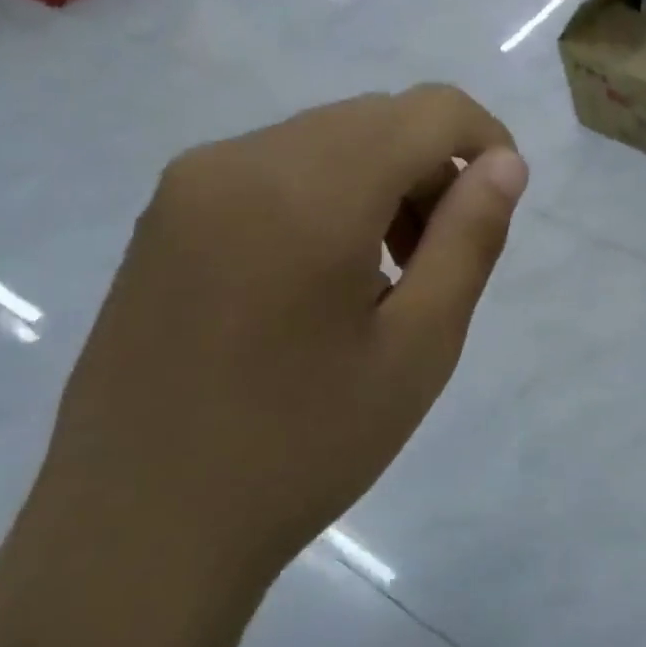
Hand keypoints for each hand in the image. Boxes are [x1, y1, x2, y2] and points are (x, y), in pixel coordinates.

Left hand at [0, 86, 525, 624]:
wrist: (139, 535)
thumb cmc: (303, 446)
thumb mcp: (420, 346)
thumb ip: (469, 239)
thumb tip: (506, 164)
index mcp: (309, 191)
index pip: (428, 111)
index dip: (486, 141)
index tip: (500, 208)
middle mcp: (239, 162)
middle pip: (377, 120)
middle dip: (433, 169)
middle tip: (442, 261)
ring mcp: (189, 187)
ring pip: (327, 141)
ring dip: (383, 184)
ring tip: (390, 279)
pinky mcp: (164, 220)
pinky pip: (275, 172)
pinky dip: (330, 198)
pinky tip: (326, 281)